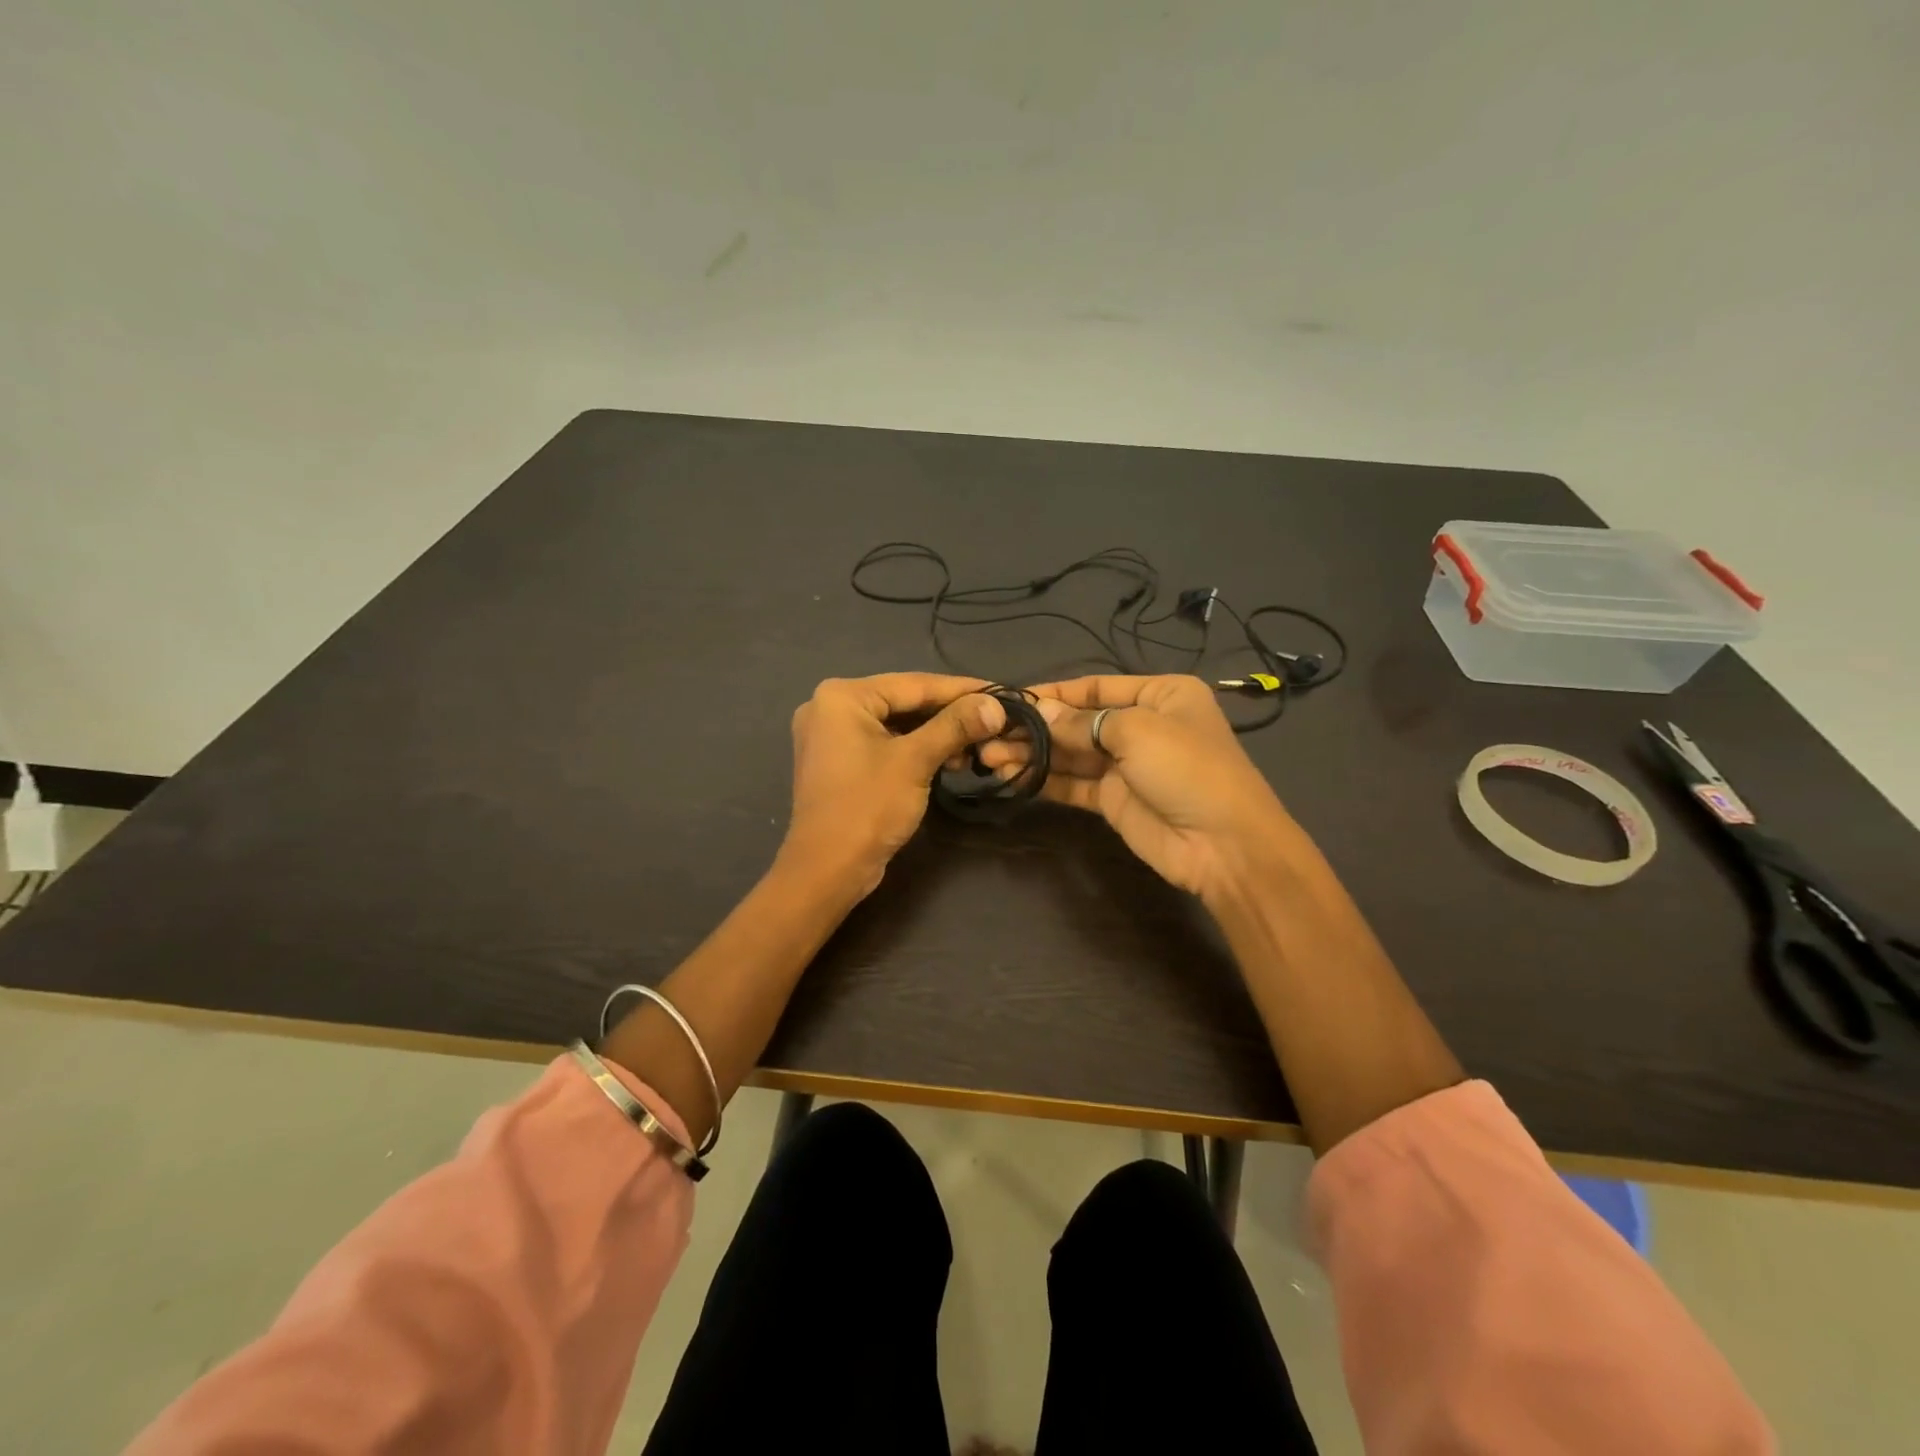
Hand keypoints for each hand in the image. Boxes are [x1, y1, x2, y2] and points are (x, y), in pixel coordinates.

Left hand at [782, 673, 1007, 896]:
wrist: (827, 870)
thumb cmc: (868, 807)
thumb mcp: (915, 760)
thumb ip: (955, 726)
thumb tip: (996, 705)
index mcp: (842, 696)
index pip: (914, 684)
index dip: (962, 689)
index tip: (1000, 692)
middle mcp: (830, 707)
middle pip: (904, 702)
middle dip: (950, 715)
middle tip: (993, 721)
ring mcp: (831, 736)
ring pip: (897, 725)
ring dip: (936, 736)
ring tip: (975, 748)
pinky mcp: (839, 762)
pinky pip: (884, 744)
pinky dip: (915, 750)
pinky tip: (948, 762)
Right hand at [982, 674, 1299, 900]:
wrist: (1223, 845)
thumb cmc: (1186, 768)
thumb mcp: (1136, 731)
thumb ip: (1081, 722)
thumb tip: (1039, 712)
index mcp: (1159, 695)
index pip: (1095, 687)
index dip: (1054, 693)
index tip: (1011, 700)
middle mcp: (1141, 725)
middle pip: (1078, 721)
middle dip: (1036, 728)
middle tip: (990, 735)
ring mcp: (1126, 765)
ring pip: (1071, 754)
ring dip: (1033, 754)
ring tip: (990, 757)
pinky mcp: (1113, 800)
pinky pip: (1072, 783)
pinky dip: (1044, 780)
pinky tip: (1012, 777)